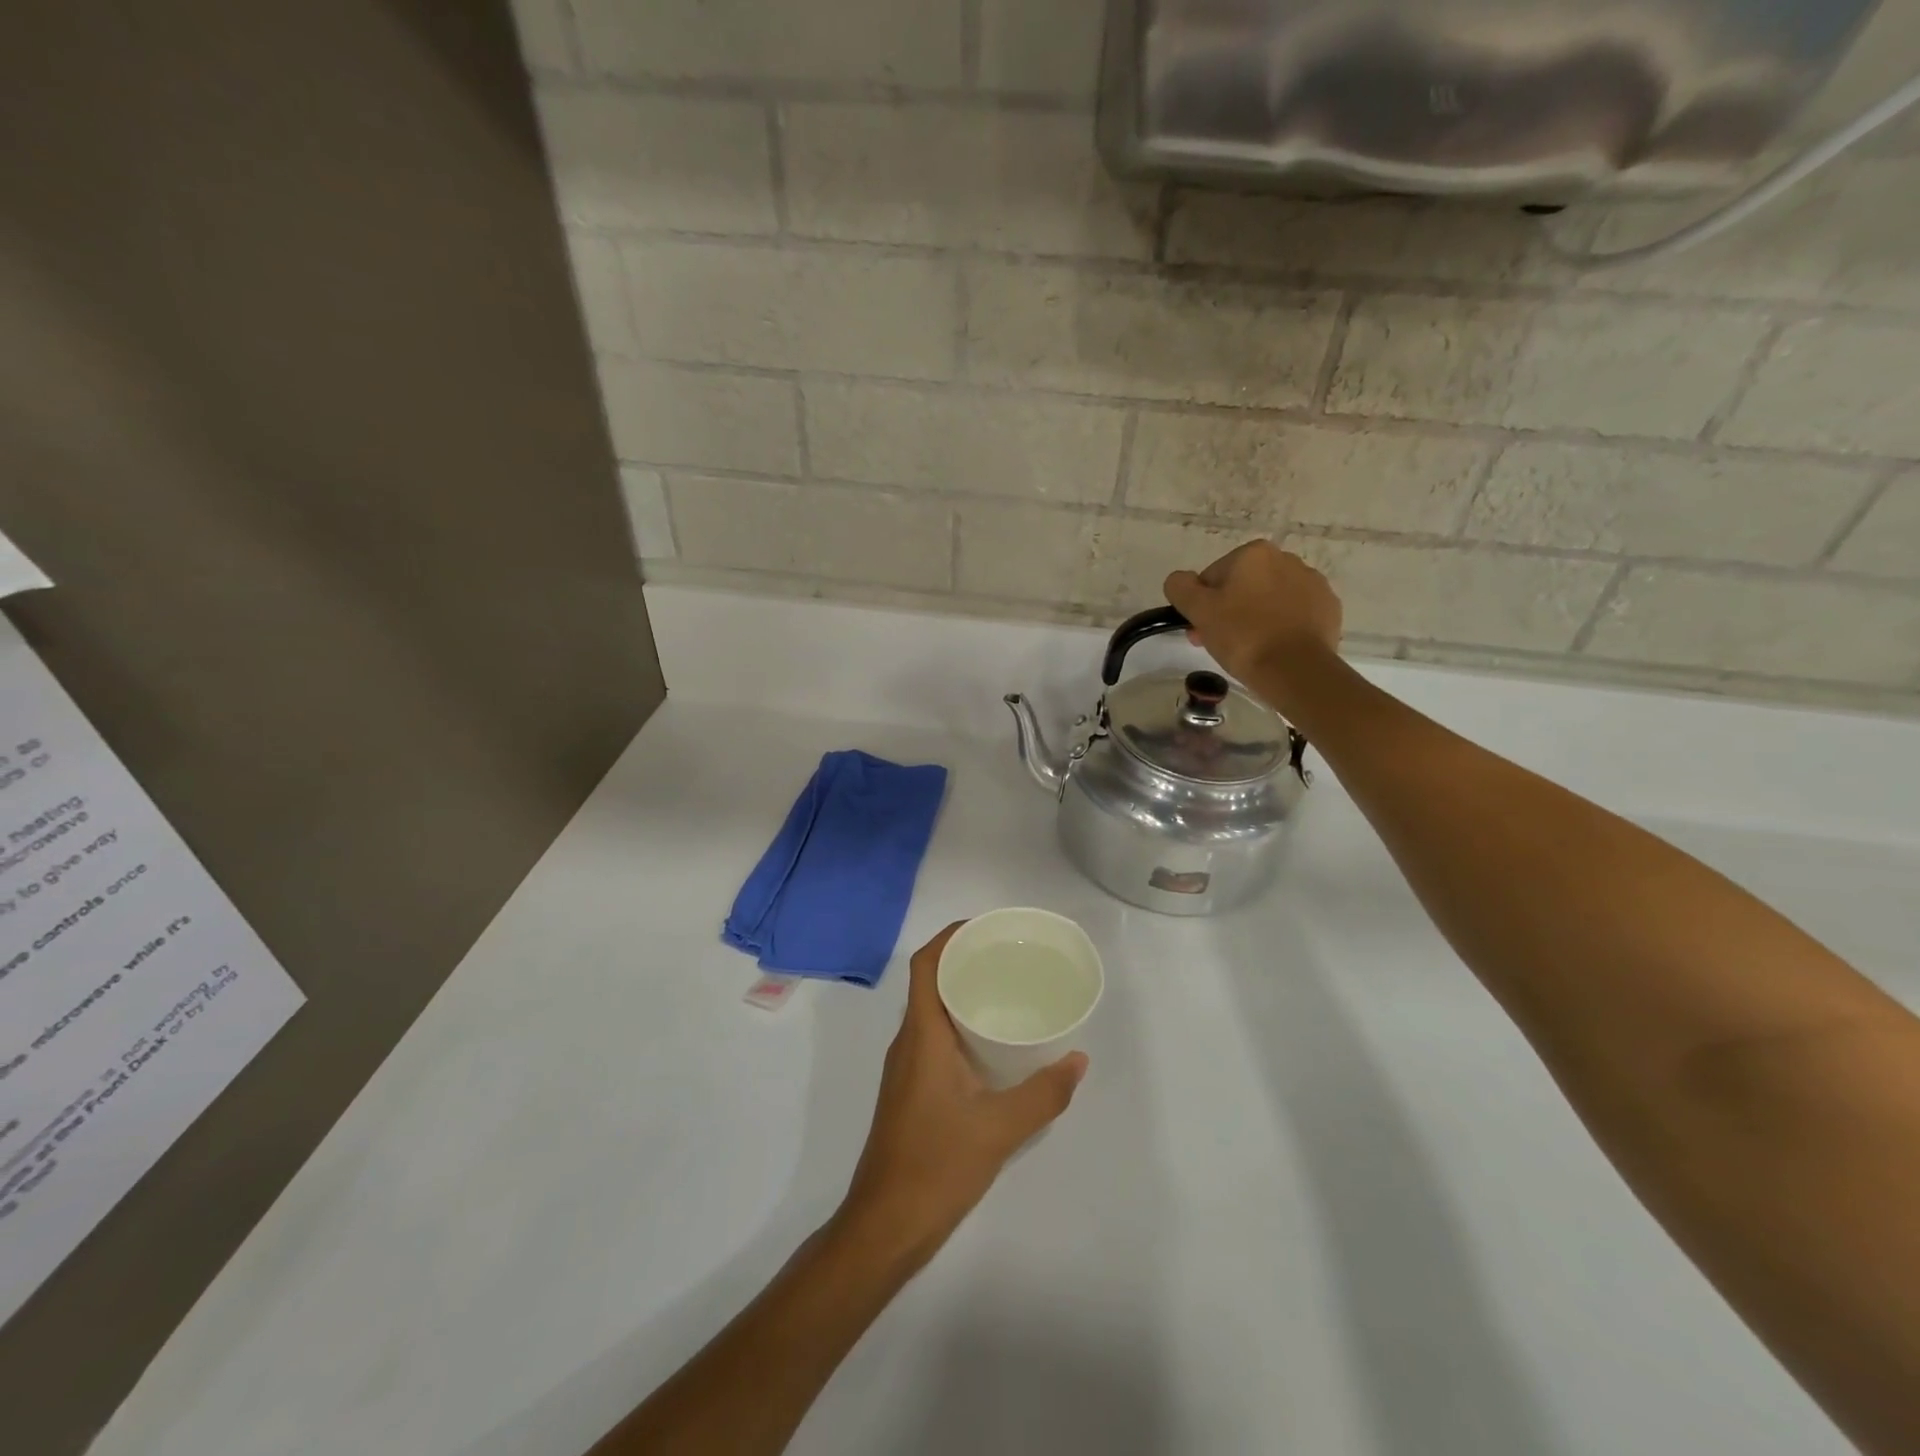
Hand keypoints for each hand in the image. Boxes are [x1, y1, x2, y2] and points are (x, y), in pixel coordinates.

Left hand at [834, 924, 1087, 1268]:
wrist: (886, 1226)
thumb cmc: (936, 1166)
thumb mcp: (1000, 1129)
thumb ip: (1043, 1094)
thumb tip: (1078, 1060)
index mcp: (921, 1036)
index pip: (924, 966)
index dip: (948, 938)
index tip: (983, 927)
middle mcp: (908, 1043)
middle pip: (929, 983)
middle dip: (962, 961)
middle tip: (1007, 956)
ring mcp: (906, 1069)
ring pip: (931, 1013)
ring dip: (961, 994)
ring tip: (1006, 991)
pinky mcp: (911, 1092)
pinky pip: (934, 1039)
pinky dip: (959, 1026)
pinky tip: (992, 1046)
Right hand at [1164, 540, 1342, 690]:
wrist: (1296, 669)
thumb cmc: (1243, 636)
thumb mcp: (1198, 611)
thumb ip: (1180, 587)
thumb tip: (1180, 580)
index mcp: (1253, 553)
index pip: (1213, 577)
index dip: (1203, 605)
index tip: (1202, 631)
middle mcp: (1286, 559)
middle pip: (1243, 586)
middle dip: (1229, 611)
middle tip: (1221, 644)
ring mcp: (1312, 583)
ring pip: (1269, 599)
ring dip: (1255, 617)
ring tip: (1250, 649)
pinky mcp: (1328, 608)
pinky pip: (1295, 614)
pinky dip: (1282, 626)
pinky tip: (1275, 648)